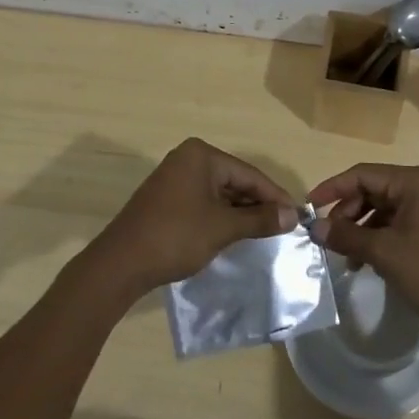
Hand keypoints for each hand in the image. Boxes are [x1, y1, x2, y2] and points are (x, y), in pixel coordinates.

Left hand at [84, 138, 297, 298]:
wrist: (121, 263)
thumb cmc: (176, 236)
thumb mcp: (223, 227)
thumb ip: (258, 219)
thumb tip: (291, 216)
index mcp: (202, 155)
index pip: (249, 173)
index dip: (274, 196)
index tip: (297, 216)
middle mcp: (188, 158)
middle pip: (234, 180)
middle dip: (258, 204)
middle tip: (283, 227)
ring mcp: (174, 177)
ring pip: (219, 192)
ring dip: (240, 211)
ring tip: (264, 232)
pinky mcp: (167, 198)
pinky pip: (204, 201)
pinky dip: (221, 215)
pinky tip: (235, 233)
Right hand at [308, 164, 418, 347]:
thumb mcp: (385, 253)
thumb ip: (347, 236)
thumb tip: (316, 227)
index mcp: (414, 181)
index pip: (362, 174)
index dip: (332, 188)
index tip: (309, 207)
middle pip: (372, 190)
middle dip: (347, 212)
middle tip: (328, 238)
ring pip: (383, 209)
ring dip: (361, 229)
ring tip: (346, 256)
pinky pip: (397, 225)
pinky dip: (378, 238)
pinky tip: (366, 262)